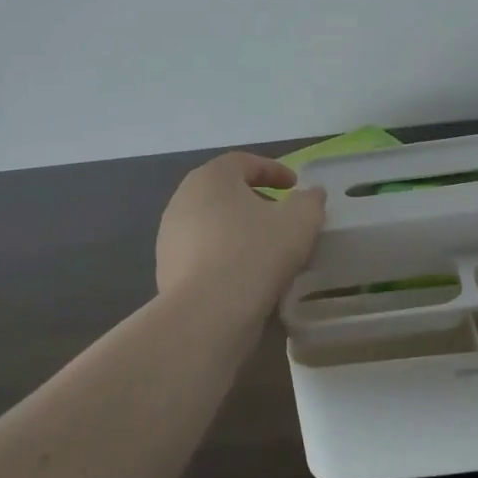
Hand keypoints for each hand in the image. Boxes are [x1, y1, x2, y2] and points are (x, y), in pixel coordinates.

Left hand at [155, 153, 326, 313]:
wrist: (207, 314)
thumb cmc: (255, 253)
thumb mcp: (299, 222)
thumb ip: (310, 201)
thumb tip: (312, 194)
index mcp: (212, 177)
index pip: (243, 162)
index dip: (273, 170)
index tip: (294, 186)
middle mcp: (183, 199)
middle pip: (223, 191)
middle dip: (254, 200)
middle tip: (279, 215)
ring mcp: (169, 236)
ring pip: (211, 223)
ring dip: (238, 229)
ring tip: (265, 249)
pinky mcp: (166, 269)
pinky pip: (202, 252)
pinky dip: (224, 255)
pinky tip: (245, 275)